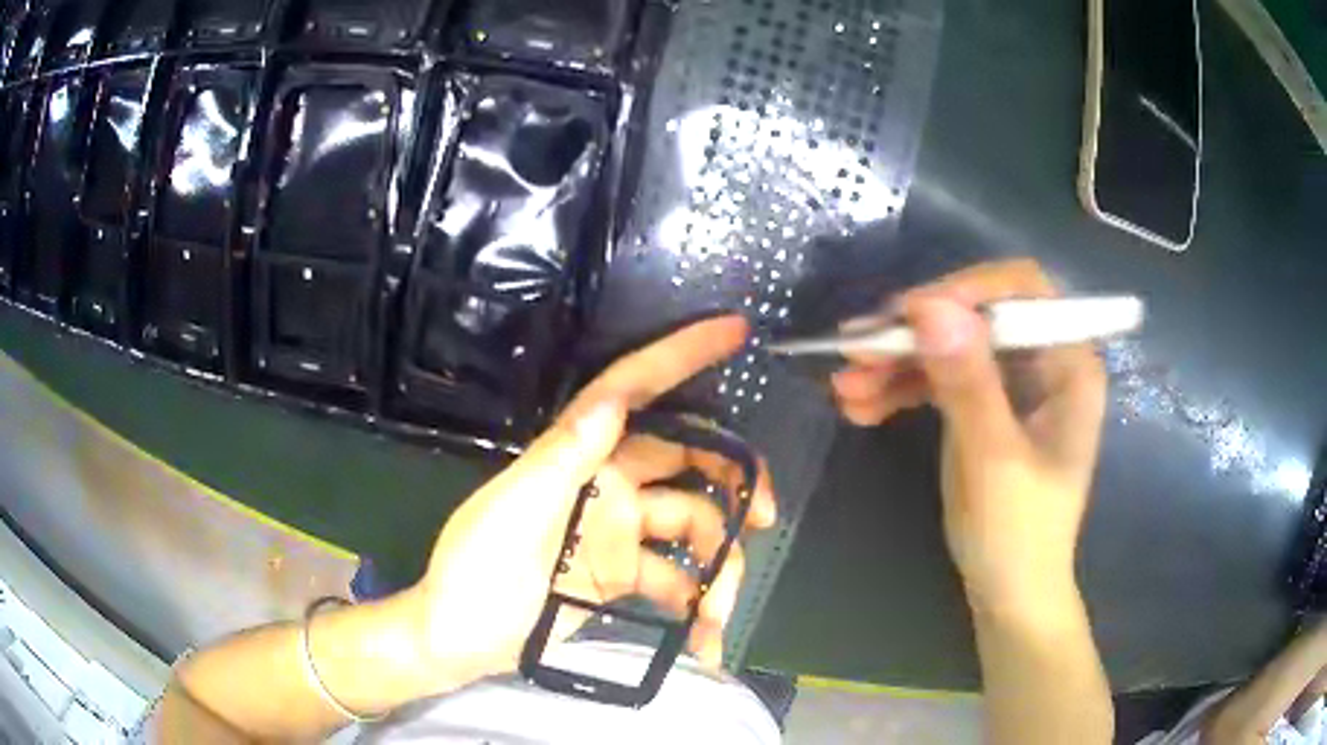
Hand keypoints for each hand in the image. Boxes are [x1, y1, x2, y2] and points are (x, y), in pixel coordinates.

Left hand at [409, 316, 776, 691]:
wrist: (463, 639)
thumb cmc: (478, 569)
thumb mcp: (514, 510)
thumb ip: (563, 456)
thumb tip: (612, 398)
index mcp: (578, 458)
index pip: (633, 392)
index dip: (680, 355)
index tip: (733, 330)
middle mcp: (606, 485)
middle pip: (687, 463)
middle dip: (733, 480)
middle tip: (767, 514)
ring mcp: (619, 532)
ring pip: (692, 527)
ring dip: (716, 568)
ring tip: (717, 616)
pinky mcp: (624, 575)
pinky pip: (676, 580)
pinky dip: (695, 607)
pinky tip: (702, 640)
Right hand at [831, 259, 1106, 613]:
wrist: (1009, 595)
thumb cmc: (1017, 535)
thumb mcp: (992, 459)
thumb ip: (967, 382)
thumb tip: (928, 304)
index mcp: (1069, 364)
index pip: (1022, 292)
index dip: (966, 290)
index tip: (906, 314)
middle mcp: (1044, 362)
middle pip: (977, 317)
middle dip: (917, 333)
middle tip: (856, 350)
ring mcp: (1013, 385)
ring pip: (951, 347)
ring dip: (898, 363)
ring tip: (845, 388)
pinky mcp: (986, 407)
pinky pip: (942, 380)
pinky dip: (902, 389)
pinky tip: (861, 407)